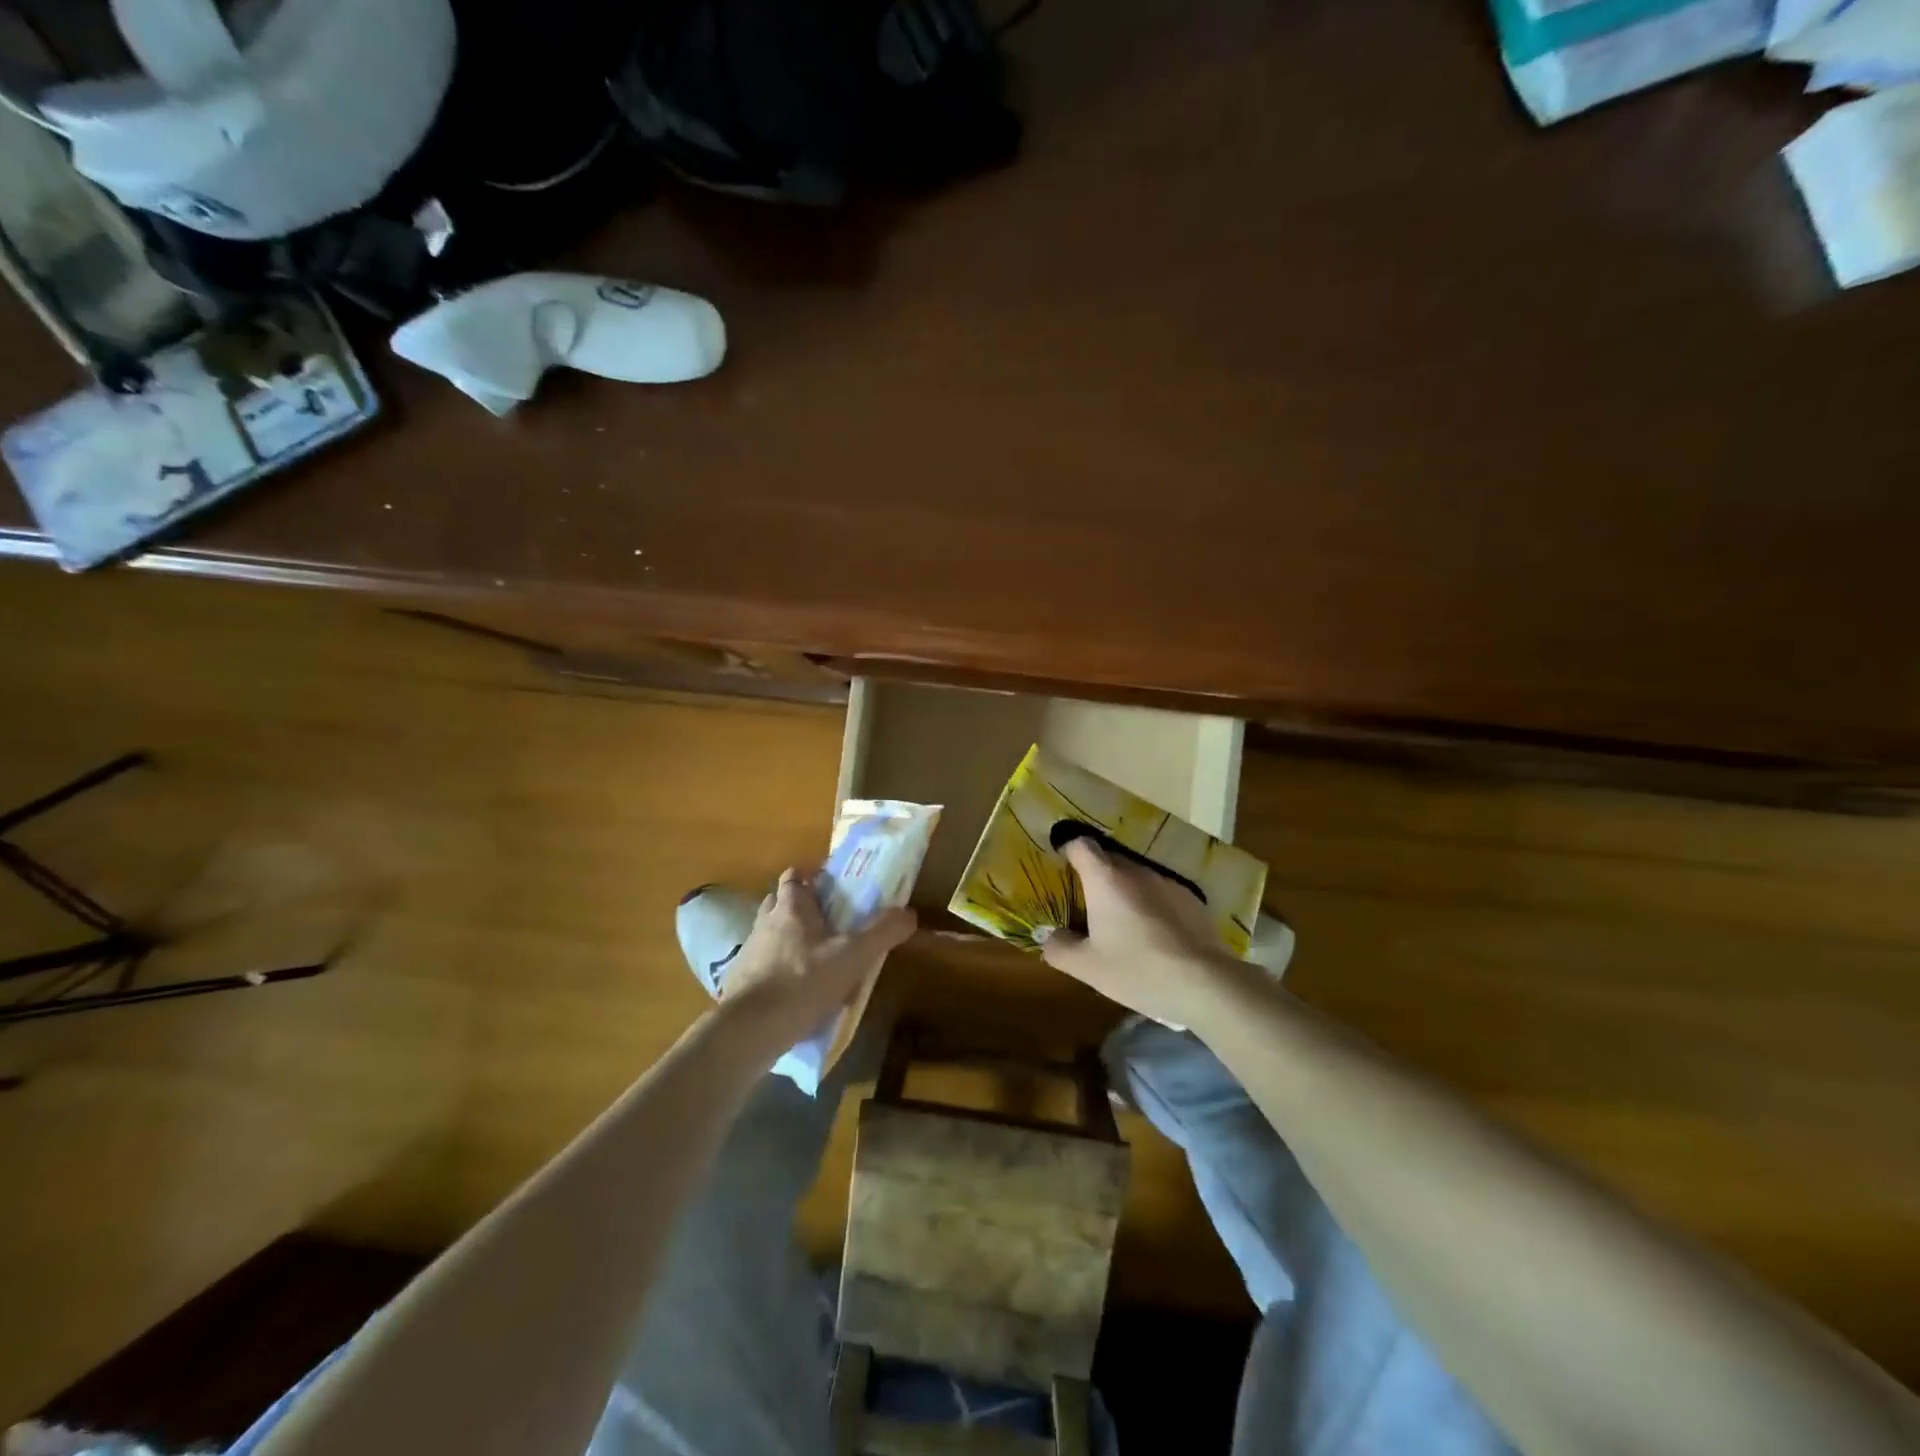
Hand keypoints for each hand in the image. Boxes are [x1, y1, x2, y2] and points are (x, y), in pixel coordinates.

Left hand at [717, 867, 916, 1055]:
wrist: (750, 1030)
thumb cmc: (802, 981)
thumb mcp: (852, 956)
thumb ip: (882, 932)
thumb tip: (910, 914)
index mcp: (790, 907)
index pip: (795, 876)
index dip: (811, 877)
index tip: (831, 887)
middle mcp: (765, 922)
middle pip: (781, 903)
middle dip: (801, 908)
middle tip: (827, 923)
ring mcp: (749, 952)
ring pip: (771, 934)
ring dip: (789, 940)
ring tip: (815, 958)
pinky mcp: (740, 982)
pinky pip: (763, 966)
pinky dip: (778, 971)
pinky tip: (796, 990)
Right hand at [1040, 837, 1243, 1027]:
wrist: (1204, 982)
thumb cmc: (1137, 969)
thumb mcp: (1087, 967)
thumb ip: (1059, 948)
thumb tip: (1048, 937)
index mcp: (1105, 879)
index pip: (1081, 845)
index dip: (1067, 849)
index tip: (1060, 864)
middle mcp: (1136, 871)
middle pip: (1108, 859)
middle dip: (1094, 875)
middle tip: (1085, 903)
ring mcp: (1167, 883)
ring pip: (1136, 877)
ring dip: (1124, 891)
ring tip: (1120, 922)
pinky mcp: (1191, 899)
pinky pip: (1160, 893)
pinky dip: (1150, 905)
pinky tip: (1153, 935)